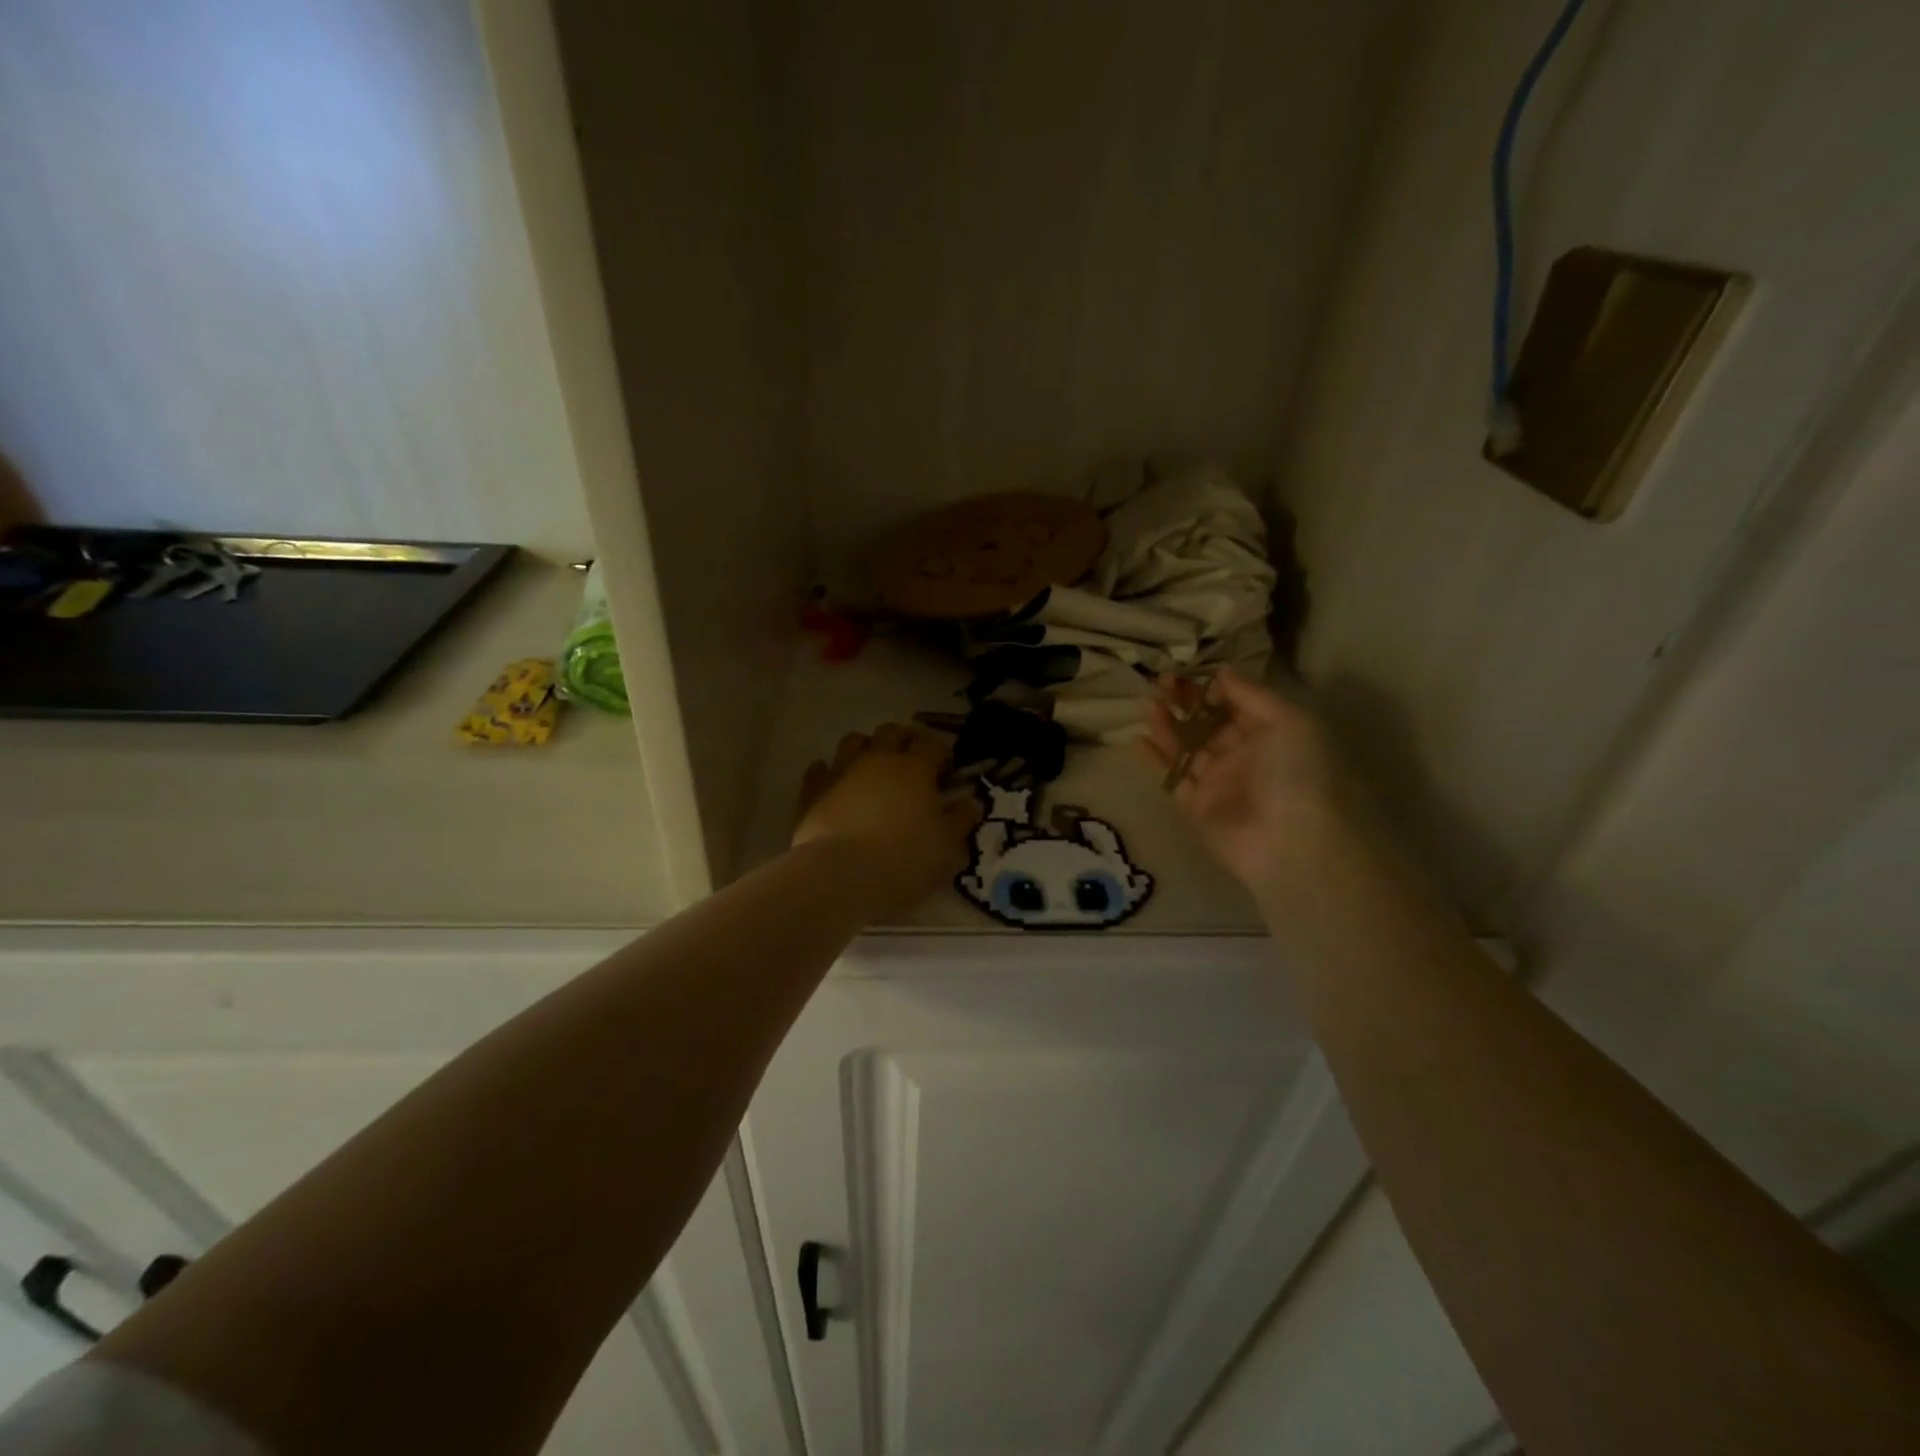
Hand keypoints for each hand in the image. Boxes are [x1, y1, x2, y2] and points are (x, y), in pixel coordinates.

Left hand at [794, 724, 981, 916]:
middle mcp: (878, 760)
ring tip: (872, 768)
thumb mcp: (946, 847)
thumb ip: (960, 820)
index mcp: (915, 769)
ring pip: (854, 741)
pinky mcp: (812, 790)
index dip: (940, 753)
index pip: (931, 745)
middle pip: (891, 732)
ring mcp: (841, 771)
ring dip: (866, 748)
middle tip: (910, 761)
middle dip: (903, 740)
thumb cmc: (904, 861)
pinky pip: (820, 769)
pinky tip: (835, 785)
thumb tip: (970, 802)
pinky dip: (829, 772)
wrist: (840, 876)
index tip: (945, 769)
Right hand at [1144, 670, 1357, 898]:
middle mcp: (1243, 755)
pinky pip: (1172, 777)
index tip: (1189, 674)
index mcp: (1269, 734)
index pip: (1234, 704)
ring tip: (1148, 704)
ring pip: (1186, 746)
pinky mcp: (1195, 806)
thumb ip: (1251, 695)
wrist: (1291, 843)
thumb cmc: (1297, 774)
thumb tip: (1221, 674)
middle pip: (1206, 722)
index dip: (1211, 688)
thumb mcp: (1288, 722)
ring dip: (1166, 724)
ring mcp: (1218, 782)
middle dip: (1183, 702)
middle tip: (1160, 683)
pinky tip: (1138, 740)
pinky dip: (1155, 759)